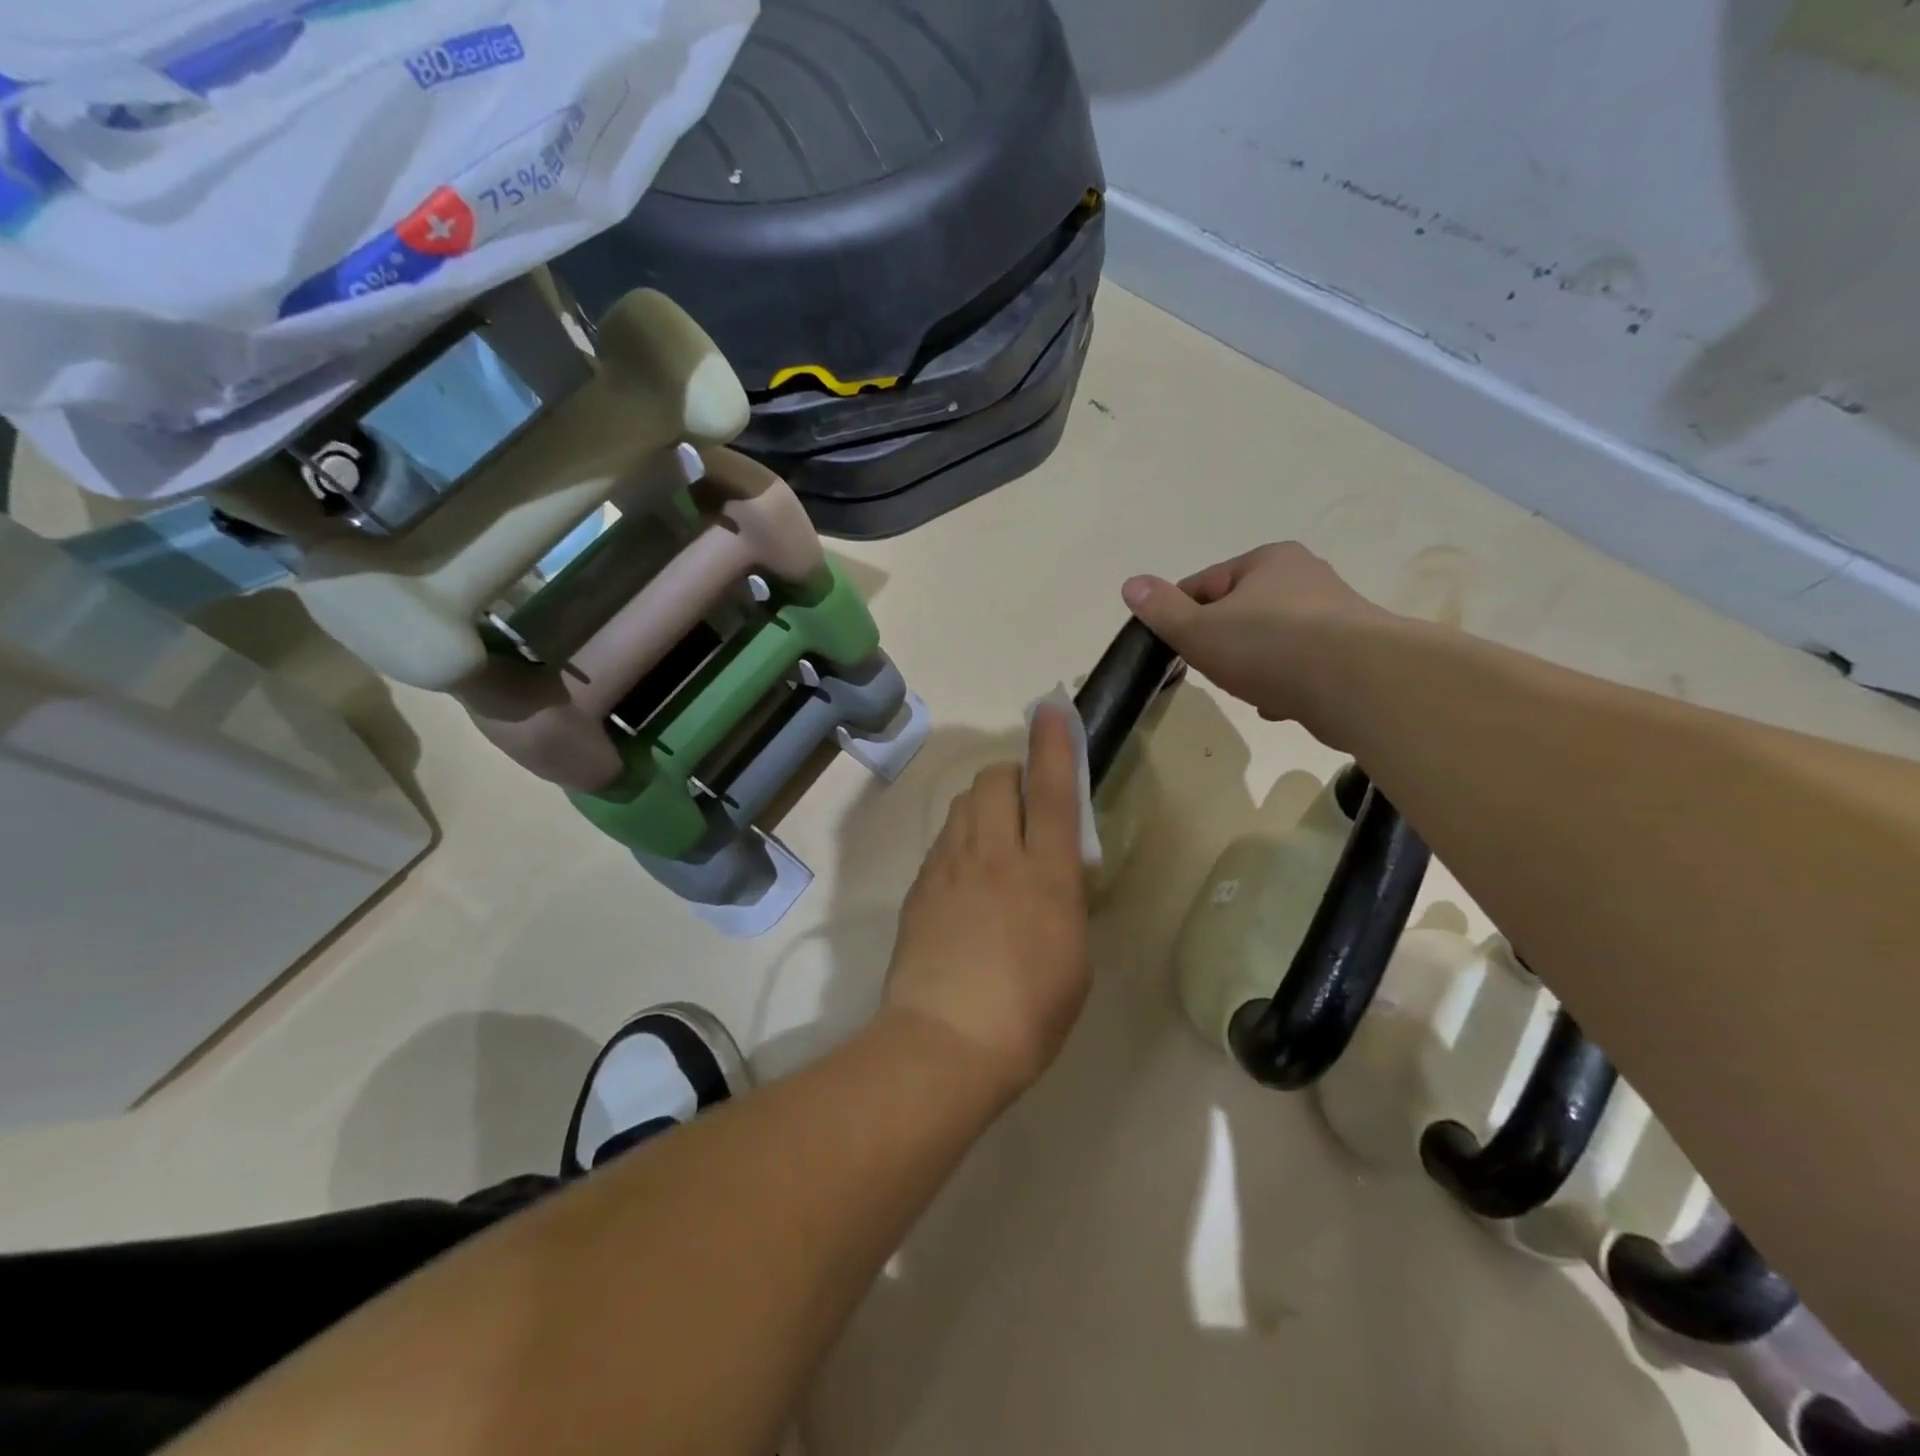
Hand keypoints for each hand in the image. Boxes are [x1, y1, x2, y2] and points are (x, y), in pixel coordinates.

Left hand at [883, 706, 1091, 1099]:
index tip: (1051, 710)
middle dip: (1011, 776)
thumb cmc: (1029, 1013)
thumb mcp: (1074, 957)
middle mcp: (994, 855)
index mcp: (1044, 874)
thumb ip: (1064, 899)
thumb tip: (1053, 873)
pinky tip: (965, 880)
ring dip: (983, 805)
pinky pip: (943, 840)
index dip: (1054, 745)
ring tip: (993, 842)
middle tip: (1023, 807)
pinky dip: (960, 840)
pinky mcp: (919, 885)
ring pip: (963, 803)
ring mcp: (949, 867)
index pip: (1051, 791)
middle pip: (993, 779)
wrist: (944, 1042)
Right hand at [1121, 542, 1389, 730]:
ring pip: (1271, 642)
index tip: (1173, 646)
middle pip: (1240, 613)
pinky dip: (1284, 683)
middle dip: (1220, 644)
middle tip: (1210, 670)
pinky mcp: (1354, 653)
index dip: (1181, 615)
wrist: (1361, 684)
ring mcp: (1334, 616)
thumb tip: (1131, 583)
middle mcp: (1306, 578)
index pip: (1205, 584)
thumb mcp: (1199, 629)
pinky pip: (1302, 666)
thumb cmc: (1269, 647)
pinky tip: (1277, 705)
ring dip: (1252, 667)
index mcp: (1268, 561)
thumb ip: (1162, 610)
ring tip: (1246, 691)